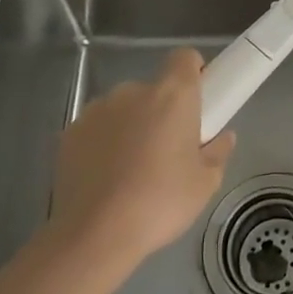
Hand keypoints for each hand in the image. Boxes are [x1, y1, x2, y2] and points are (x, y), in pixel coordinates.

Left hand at [46, 47, 234, 268]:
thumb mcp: (205, 184)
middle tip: (168, 150)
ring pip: (123, 109)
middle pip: (153, 89)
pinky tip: (105, 180)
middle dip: (161, 112)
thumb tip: (222, 138)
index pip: (185, 58)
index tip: (198, 102)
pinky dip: (103, 145)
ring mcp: (97, 110)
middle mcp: (133, 91)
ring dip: (131, 127)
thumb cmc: (160, 202)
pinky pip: (97, 129)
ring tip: (132, 171)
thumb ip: (218, 152)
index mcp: (172, 95)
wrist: (93, 235)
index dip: (193, 73)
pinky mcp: (69, 132)